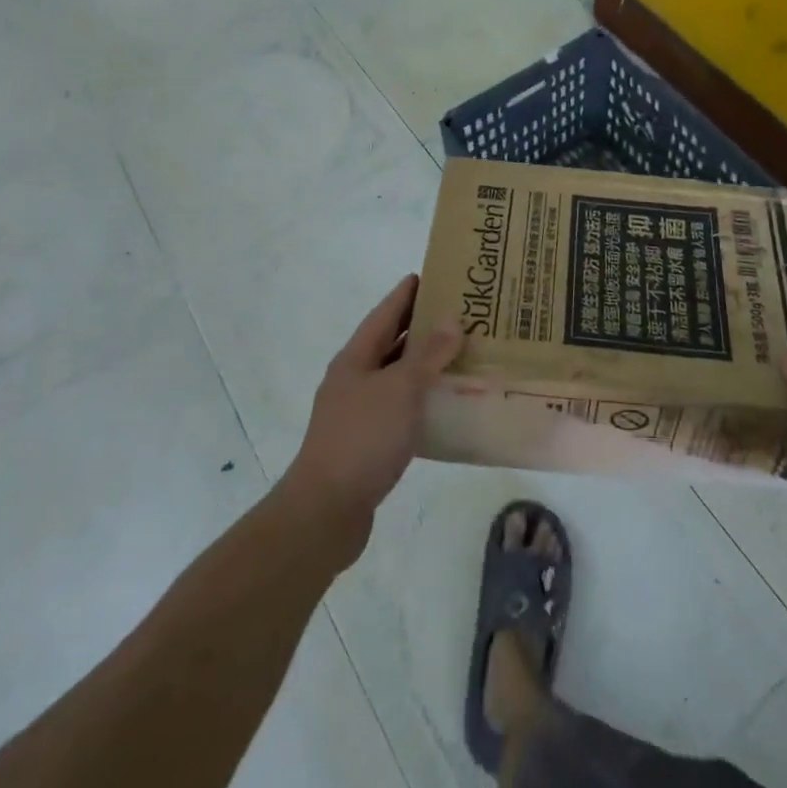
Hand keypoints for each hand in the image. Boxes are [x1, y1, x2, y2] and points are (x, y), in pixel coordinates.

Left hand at [284, 275, 460, 556]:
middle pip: (391, 343)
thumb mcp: (401, 389)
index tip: (433, 275)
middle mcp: (354, 379)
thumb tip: (451, 317)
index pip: (385, 313)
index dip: (407, 293)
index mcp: (356, 358)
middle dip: (422, 327)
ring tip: (462, 354)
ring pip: (397, 377)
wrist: (325, 512)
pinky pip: (401, 409)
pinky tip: (447, 405)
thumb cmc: (363, 439)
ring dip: (425, 365)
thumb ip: (428, 354)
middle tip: (460, 313)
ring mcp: (358, 412)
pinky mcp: (368, 443)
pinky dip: (422, 400)